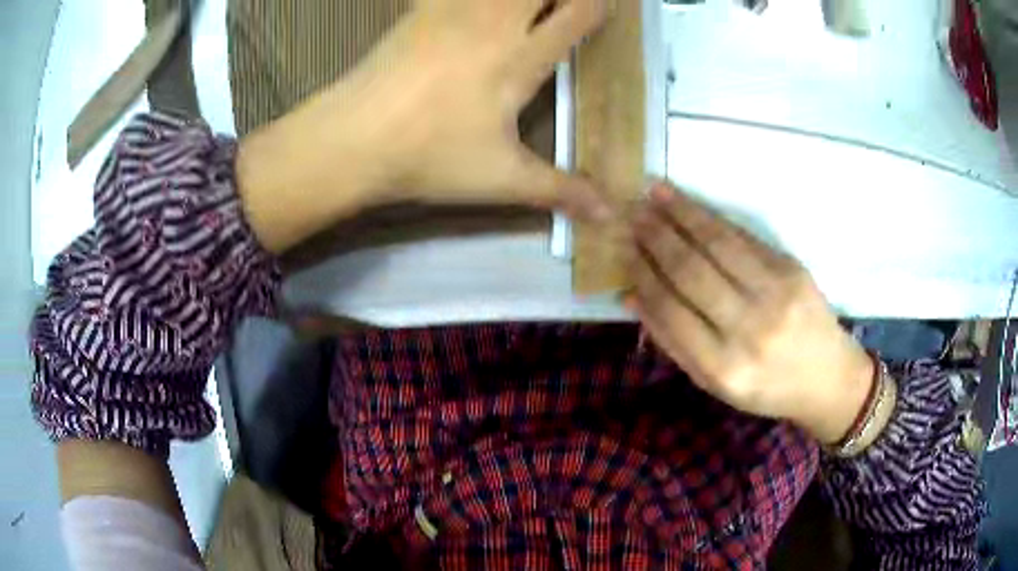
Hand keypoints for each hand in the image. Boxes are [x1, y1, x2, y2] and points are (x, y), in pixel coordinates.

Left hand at [239, 0, 609, 252]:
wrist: (351, 140)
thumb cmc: (429, 157)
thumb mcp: (501, 179)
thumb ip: (560, 190)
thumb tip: (609, 213)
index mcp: (521, 58)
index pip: (579, 13)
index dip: (600, 6)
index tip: (604, 10)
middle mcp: (494, 21)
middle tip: (559, 10)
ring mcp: (452, 9)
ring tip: (523, 11)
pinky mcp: (419, 10)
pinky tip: (474, 10)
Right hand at [625, 181, 875, 444]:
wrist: (828, 377)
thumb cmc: (767, 387)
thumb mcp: (715, 383)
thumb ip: (674, 342)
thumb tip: (632, 296)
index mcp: (724, 368)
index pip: (670, 311)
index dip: (643, 275)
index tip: (624, 251)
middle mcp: (749, 329)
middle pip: (691, 272)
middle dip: (656, 238)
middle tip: (631, 213)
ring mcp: (775, 294)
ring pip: (717, 244)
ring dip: (681, 214)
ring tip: (653, 193)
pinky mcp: (792, 269)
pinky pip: (743, 238)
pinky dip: (711, 218)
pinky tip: (690, 204)